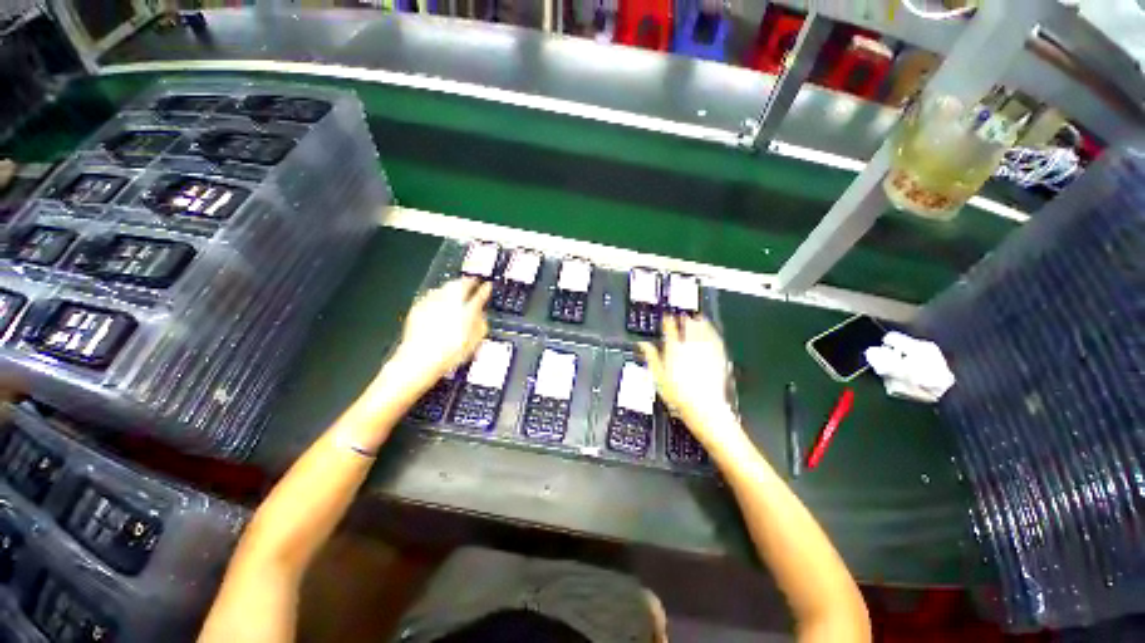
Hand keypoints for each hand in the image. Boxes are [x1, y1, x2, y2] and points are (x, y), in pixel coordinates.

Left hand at [392, 278, 490, 386]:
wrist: (419, 360)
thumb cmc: (448, 354)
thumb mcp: (473, 343)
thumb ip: (480, 326)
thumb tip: (482, 317)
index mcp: (467, 310)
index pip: (480, 294)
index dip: (485, 289)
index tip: (487, 286)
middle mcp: (450, 302)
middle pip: (461, 284)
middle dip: (467, 282)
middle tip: (472, 282)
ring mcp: (432, 303)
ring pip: (445, 286)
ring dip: (452, 285)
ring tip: (456, 288)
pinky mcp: (418, 307)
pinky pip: (431, 295)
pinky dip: (438, 294)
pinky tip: (439, 300)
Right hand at [639, 315, 738, 445]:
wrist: (704, 408)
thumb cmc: (677, 394)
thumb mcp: (658, 376)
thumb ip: (651, 357)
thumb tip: (643, 344)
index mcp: (674, 349)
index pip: (670, 328)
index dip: (668, 320)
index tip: (667, 317)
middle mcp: (691, 345)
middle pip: (688, 325)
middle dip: (685, 319)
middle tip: (683, 316)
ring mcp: (706, 350)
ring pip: (703, 329)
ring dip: (700, 322)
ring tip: (698, 318)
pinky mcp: (719, 357)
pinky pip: (716, 339)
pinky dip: (712, 332)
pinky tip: (712, 332)